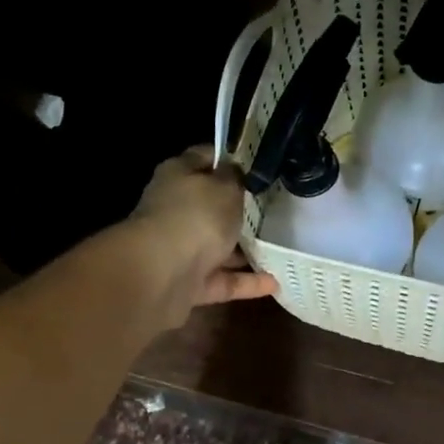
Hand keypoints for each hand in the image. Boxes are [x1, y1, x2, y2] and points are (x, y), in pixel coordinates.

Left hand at [128, 146, 277, 326]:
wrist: (160, 276)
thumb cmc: (195, 217)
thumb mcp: (225, 187)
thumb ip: (236, 178)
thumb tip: (237, 171)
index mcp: (179, 177)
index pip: (205, 159)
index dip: (231, 159)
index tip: (261, 166)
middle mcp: (177, 211)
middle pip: (213, 207)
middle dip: (243, 209)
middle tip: (280, 208)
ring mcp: (181, 250)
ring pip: (219, 247)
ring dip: (247, 250)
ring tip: (283, 247)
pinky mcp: (189, 284)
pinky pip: (223, 281)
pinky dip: (246, 283)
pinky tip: (275, 282)